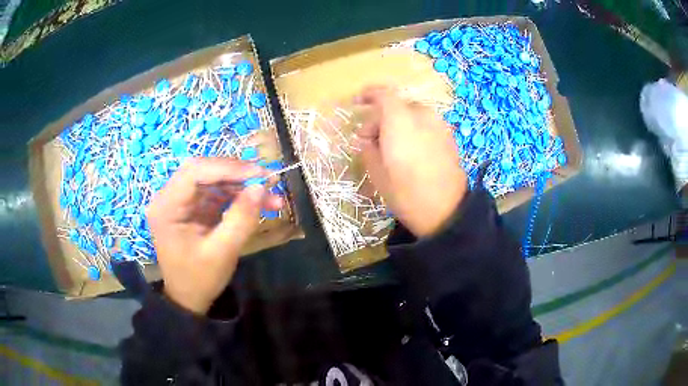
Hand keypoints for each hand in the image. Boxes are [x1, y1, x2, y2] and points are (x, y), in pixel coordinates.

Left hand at [147, 158, 282, 313]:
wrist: (189, 299)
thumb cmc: (199, 279)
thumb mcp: (221, 252)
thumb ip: (240, 219)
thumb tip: (261, 187)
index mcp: (166, 207)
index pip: (194, 172)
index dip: (227, 168)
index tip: (259, 173)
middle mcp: (169, 197)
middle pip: (203, 171)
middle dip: (236, 174)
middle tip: (266, 180)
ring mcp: (182, 202)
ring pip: (213, 180)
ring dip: (241, 186)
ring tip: (271, 197)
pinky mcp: (193, 209)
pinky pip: (216, 194)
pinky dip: (238, 197)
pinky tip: (259, 204)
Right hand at [355, 86, 467, 236]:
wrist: (447, 211)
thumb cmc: (407, 193)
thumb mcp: (377, 174)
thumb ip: (368, 150)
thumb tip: (365, 140)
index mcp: (400, 121)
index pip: (383, 94)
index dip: (368, 94)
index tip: (356, 103)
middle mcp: (422, 116)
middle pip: (397, 105)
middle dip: (380, 117)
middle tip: (369, 140)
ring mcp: (439, 126)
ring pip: (412, 115)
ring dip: (398, 123)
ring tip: (390, 147)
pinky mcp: (449, 137)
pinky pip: (425, 125)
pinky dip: (413, 129)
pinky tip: (409, 151)